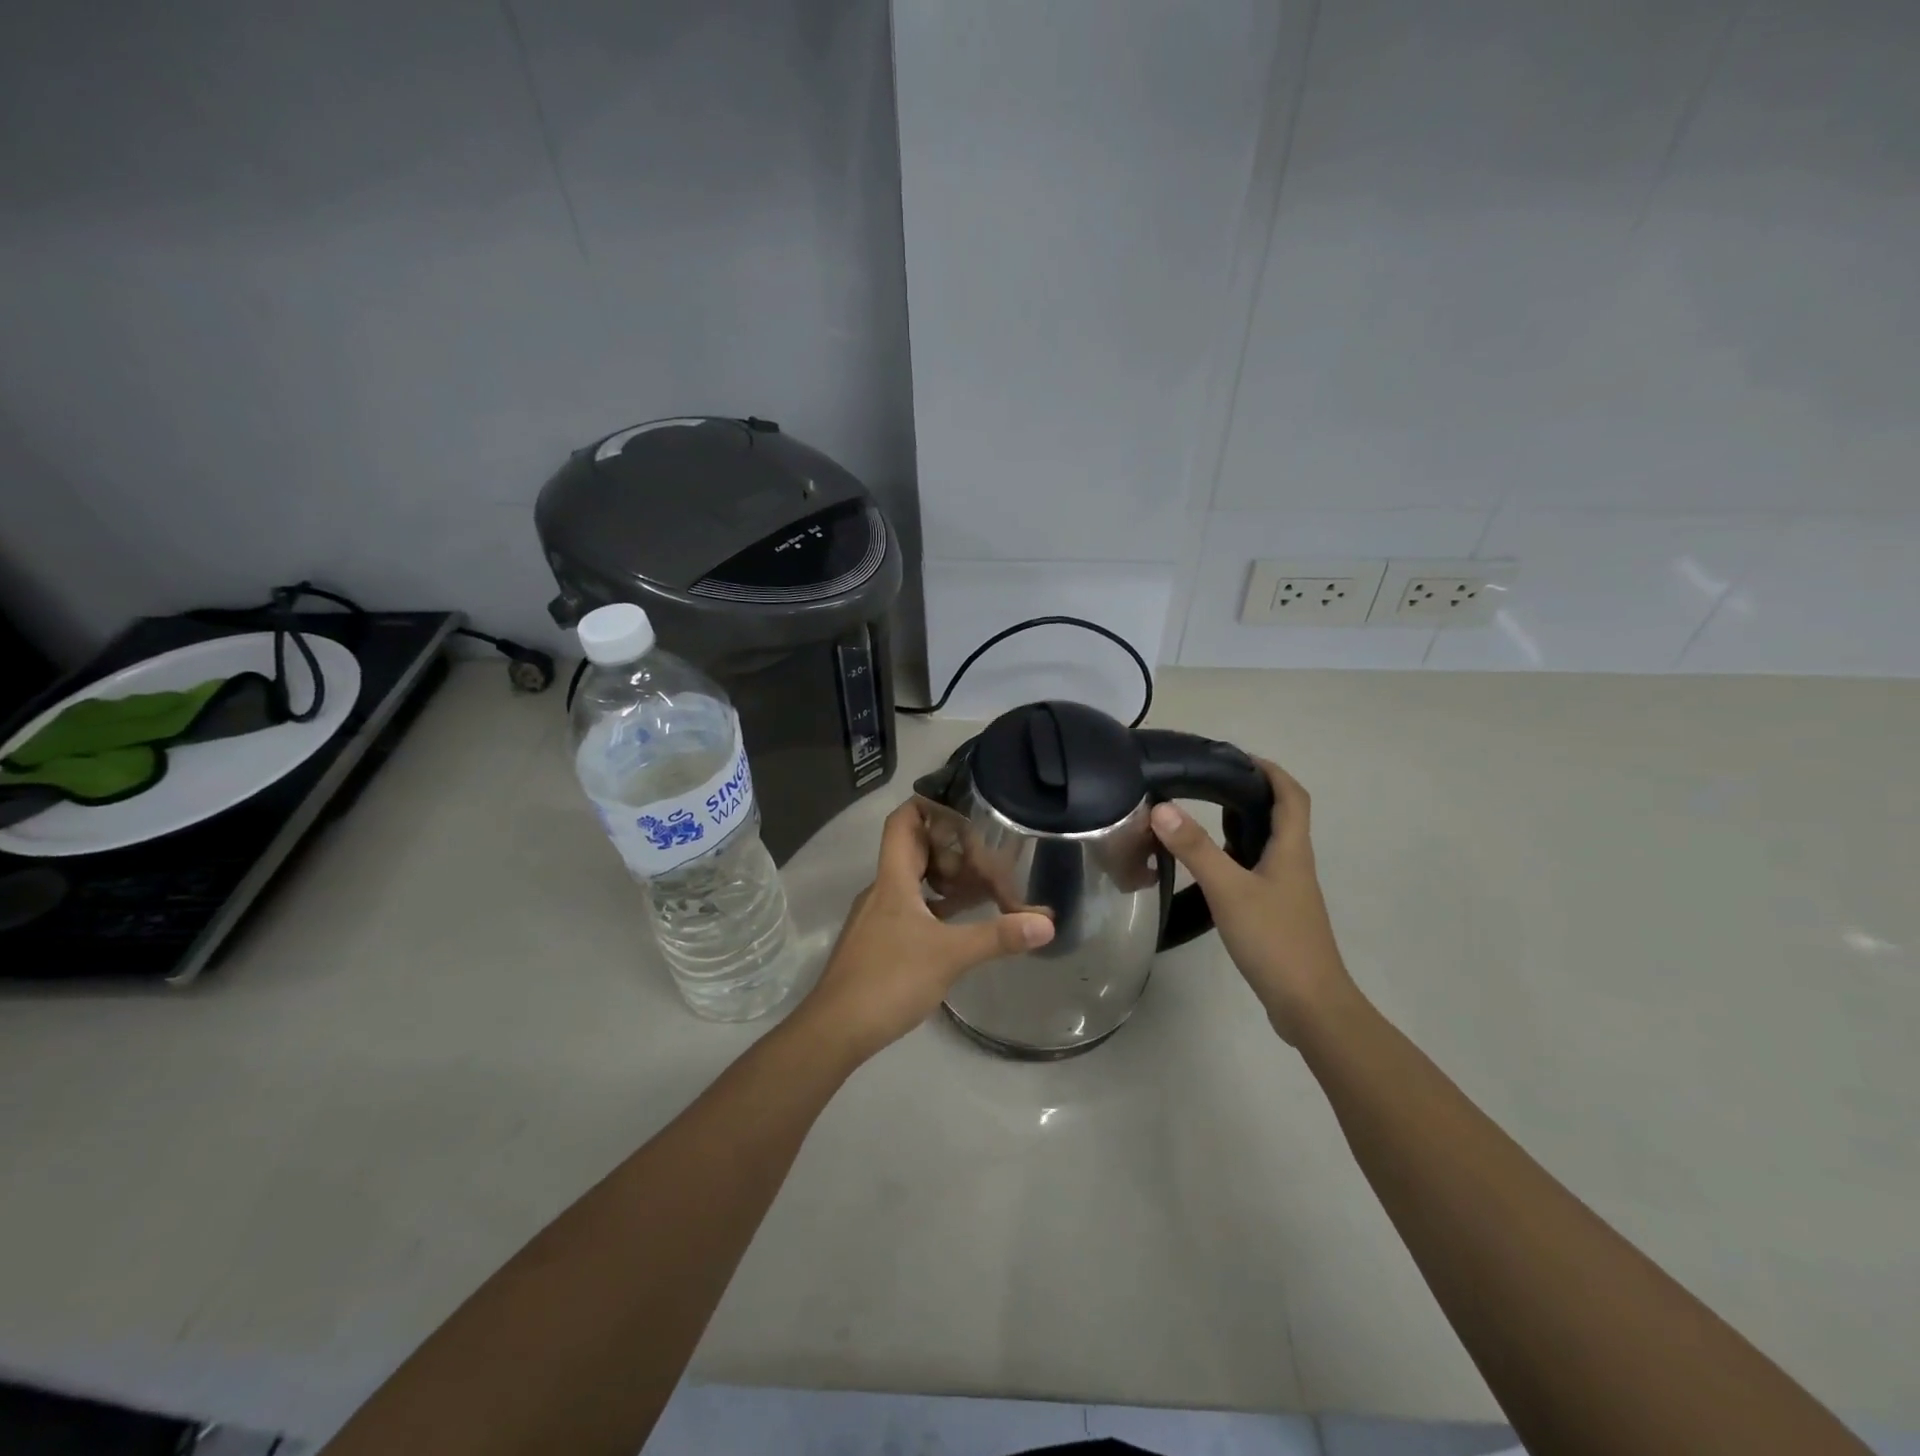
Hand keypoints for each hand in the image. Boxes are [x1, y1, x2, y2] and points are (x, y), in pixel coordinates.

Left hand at [795, 799, 1055, 1060]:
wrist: (835, 1030)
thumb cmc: (889, 980)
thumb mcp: (950, 956)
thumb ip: (998, 937)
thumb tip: (1046, 924)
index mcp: (893, 879)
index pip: (903, 822)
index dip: (931, 807)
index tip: (966, 812)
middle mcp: (882, 890)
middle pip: (915, 850)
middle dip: (952, 849)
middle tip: (989, 857)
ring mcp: (877, 917)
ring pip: (915, 882)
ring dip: (947, 881)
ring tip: (985, 888)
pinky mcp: (878, 942)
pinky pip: (912, 909)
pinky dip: (938, 908)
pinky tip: (961, 926)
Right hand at [1148, 759, 1355, 1043]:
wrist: (1309, 1004)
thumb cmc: (1274, 940)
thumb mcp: (1229, 889)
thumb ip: (1195, 848)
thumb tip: (1161, 808)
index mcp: (1291, 850)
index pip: (1292, 796)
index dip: (1270, 771)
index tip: (1237, 758)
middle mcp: (1294, 864)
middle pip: (1280, 817)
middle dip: (1248, 795)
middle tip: (1206, 786)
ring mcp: (1287, 891)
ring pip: (1265, 845)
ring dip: (1240, 826)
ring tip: (1200, 818)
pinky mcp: (1276, 913)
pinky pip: (1256, 871)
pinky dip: (1234, 858)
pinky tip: (1209, 869)